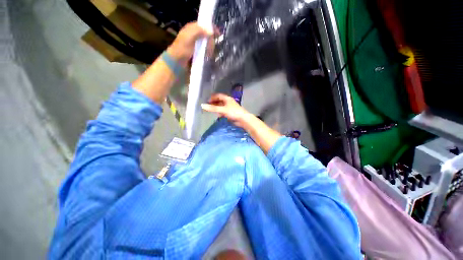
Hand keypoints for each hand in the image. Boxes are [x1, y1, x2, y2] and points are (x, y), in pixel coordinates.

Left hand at [167, 22, 213, 65]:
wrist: (177, 63)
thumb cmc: (182, 49)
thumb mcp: (189, 37)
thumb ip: (199, 31)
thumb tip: (211, 31)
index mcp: (191, 29)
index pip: (203, 25)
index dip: (211, 28)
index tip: (218, 34)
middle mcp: (194, 36)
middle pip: (207, 35)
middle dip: (210, 40)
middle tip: (209, 47)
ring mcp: (196, 46)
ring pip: (207, 44)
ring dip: (209, 48)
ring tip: (208, 54)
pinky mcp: (198, 54)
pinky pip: (206, 52)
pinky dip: (208, 53)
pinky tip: (207, 57)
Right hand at [201, 93, 252, 126]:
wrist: (243, 119)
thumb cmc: (233, 112)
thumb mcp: (222, 109)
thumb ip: (213, 108)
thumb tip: (202, 105)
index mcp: (227, 99)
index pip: (218, 96)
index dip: (212, 97)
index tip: (207, 101)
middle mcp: (228, 102)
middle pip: (219, 101)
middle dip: (214, 103)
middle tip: (208, 106)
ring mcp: (229, 108)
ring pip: (221, 107)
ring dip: (216, 108)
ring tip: (211, 110)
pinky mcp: (230, 113)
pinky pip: (224, 111)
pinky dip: (220, 112)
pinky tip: (218, 115)